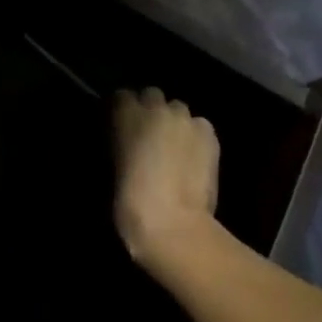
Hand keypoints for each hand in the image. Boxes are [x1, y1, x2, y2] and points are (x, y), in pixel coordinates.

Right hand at [112, 87, 220, 272]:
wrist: (173, 225)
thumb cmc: (130, 203)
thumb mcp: (112, 168)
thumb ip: (119, 144)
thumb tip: (127, 142)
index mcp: (126, 114)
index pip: (121, 96)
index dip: (123, 111)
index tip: (122, 127)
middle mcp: (156, 108)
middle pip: (152, 95)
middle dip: (151, 111)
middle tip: (149, 137)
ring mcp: (186, 119)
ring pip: (178, 110)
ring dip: (174, 123)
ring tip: (175, 147)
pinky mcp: (209, 135)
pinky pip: (199, 126)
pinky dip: (195, 136)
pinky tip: (193, 157)